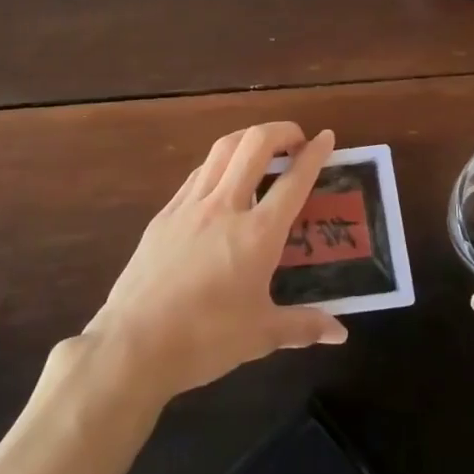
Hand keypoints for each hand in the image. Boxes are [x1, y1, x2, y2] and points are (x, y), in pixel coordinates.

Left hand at [84, 122, 347, 405]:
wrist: (134, 343)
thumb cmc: (205, 339)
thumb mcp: (261, 335)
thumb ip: (303, 326)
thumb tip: (339, 333)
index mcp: (257, 234)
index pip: (293, 181)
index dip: (314, 154)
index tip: (327, 137)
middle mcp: (225, 207)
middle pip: (254, 145)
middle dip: (280, 130)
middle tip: (296, 138)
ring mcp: (190, 206)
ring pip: (222, 150)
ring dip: (247, 138)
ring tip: (261, 146)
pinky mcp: (164, 214)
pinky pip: (197, 174)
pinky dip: (218, 163)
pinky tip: (221, 177)